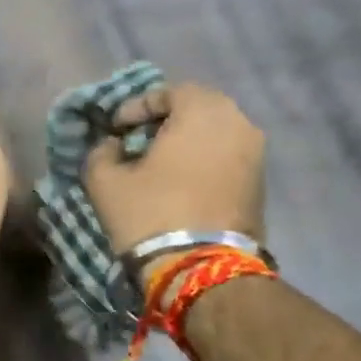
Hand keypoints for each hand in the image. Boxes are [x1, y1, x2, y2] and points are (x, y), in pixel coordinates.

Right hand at [83, 82, 264, 260]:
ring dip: (185, 144)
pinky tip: (179, 185)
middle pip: (197, 110)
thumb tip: (111, 146)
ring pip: (214, 135)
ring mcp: (256, 155)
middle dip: (164, 123)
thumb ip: (101, 152)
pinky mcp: (260, 184)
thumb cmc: (150, 213)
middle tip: (136, 143)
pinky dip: (203, 163)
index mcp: (203, 111)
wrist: (201, 269)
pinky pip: (226, 159)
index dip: (136, 107)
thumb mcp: (105, 181)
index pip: (169, 91)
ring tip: (156, 167)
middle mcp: (239, 123)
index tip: (115, 129)